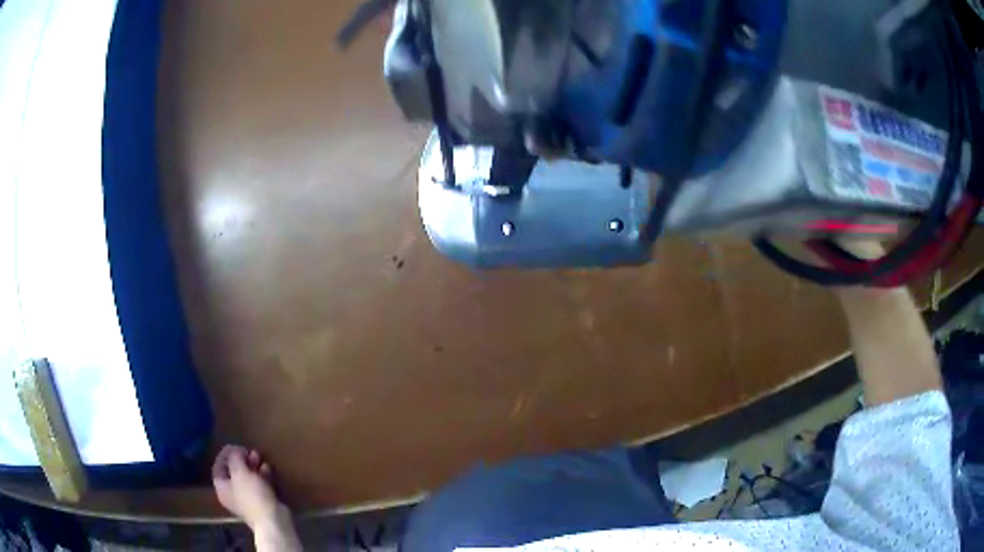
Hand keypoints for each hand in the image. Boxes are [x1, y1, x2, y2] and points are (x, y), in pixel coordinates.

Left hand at [212, 445, 282, 529]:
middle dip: (240, 459)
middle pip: (233, 472)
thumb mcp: (240, 472)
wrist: (272, 520)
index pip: (218, 466)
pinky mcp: (260, 501)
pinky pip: (258, 484)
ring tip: (259, 456)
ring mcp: (246, 499)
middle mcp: (231, 493)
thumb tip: (235, 451)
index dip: (225, 455)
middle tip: (249, 451)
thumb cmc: (251, 495)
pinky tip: (267, 468)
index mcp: (222, 487)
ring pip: (246, 477)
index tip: (236, 446)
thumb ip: (235, 458)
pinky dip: (261, 475)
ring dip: (252, 466)